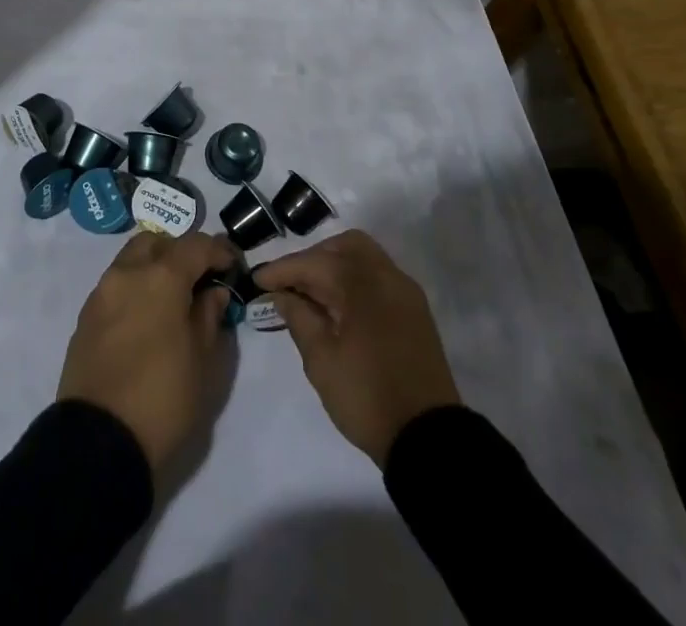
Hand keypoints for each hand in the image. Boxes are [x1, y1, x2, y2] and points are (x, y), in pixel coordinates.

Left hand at [57, 230, 237, 470]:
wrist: (99, 443)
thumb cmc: (163, 399)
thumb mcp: (203, 362)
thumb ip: (209, 316)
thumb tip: (212, 293)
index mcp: (161, 277)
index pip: (196, 245)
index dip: (218, 251)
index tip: (232, 267)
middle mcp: (128, 273)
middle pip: (157, 242)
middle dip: (180, 252)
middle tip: (199, 280)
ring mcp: (102, 293)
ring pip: (132, 259)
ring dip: (154, 267)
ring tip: (172, 299)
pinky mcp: (85, 317)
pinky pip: (115, 285)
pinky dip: (135, 288)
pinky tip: (147, 318)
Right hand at [254, 230, 460, 468]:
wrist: (428, 438)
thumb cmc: (367, 397)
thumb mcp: (321, 361)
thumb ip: (299, 318)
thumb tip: (283, 296)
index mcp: (362, 283)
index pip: (314, 262)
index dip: (282, 270)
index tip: (257, 280)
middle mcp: (386, 275)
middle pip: (343, 247)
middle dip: (312, 258)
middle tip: (289, 284)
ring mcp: (405, 291)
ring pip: (364, 257)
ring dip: (335, 266)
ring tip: (311, 293)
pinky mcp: (415, 310)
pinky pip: (379, 277)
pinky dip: (355, 280)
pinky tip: (338, 305)